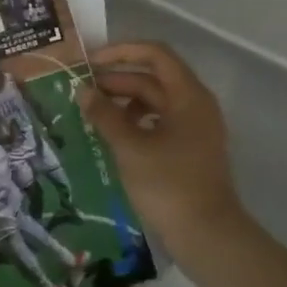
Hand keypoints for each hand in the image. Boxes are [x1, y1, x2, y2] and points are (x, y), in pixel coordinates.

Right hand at [80, 41, 247, 267]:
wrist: (206, 235)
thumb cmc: (168, 184)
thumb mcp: (130, 147)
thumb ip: (105, 115)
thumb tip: (83, 90)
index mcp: (188, 96)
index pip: (155, 54)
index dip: (121, 52)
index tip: (90, 62)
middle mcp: (194, 105)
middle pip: (152, 78)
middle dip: (116, 80)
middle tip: (80, 90)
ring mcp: (192, 128)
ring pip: (153, 101)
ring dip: (122, 101)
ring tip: (91, 113)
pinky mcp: (187, 149)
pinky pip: (157, 122)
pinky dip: (133, 121)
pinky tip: (110, 134)